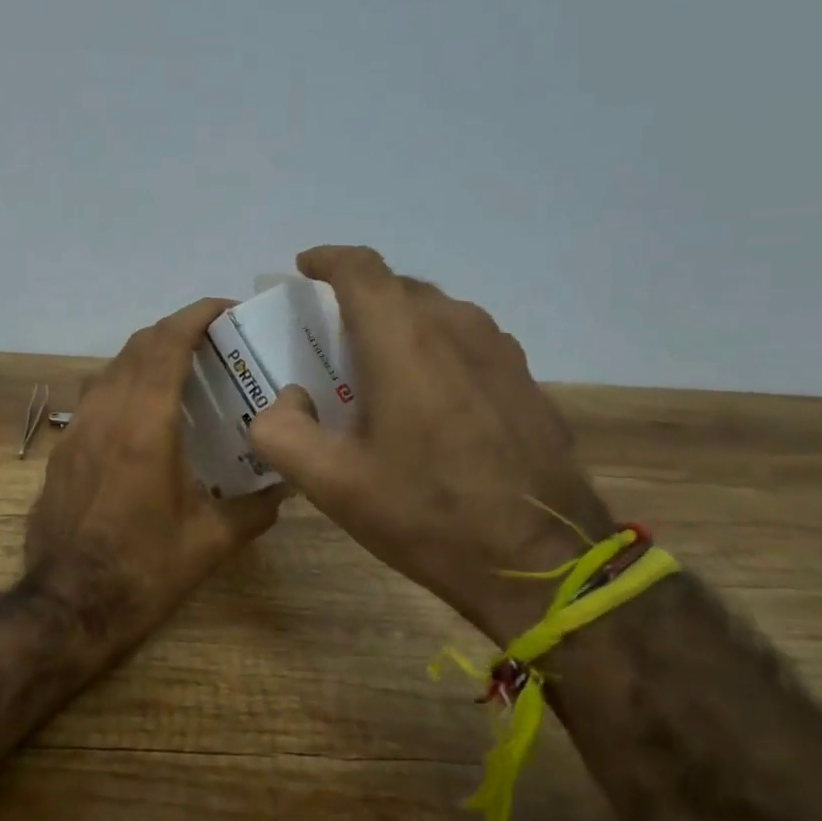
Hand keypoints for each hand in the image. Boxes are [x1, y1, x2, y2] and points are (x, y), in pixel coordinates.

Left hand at [27, 298, 288, 650]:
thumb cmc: (143, 570)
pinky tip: (145, 417)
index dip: (195, 315)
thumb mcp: (210, 542)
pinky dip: (124, 387)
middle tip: (212, 343)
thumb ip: (254, 510)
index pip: (166, 344)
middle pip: (136, 347)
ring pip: (110, 369)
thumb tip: (284, 489)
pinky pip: (96, 398)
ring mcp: (77, 431)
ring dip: (146, 357)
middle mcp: (105, 414)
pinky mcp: (61, 452)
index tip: (224, 309)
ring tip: (182, 373)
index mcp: (144, 425)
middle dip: (174, 331)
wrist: (68, 606)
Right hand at [247, 246, 612, 642]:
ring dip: (398, 324)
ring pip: (436, 313)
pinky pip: (466, 341)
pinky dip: (434, 348)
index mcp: (404, 341)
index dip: (328, 259)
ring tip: (376, 366)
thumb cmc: (426, 514)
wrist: (541, 561)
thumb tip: (284, 402)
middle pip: (398, 288)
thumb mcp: (331, 484)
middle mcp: (456, 328)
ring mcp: (499, 351)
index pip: (361, 269)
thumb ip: (281, 433)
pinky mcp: (524, 379)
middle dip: (358, 298)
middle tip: (329, 336)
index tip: (304, 268)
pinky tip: (427, 396)